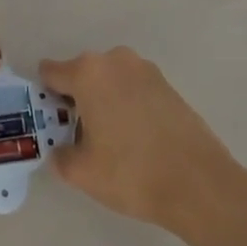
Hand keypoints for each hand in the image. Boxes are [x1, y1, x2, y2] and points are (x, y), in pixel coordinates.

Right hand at [41, 47, 246, 240]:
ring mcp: (145, 69)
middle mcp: (115, 60)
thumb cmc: (132, 173)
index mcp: (88, 72)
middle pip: (81, 74)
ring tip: (113, 139)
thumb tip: (60, 149)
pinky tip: (137, 138)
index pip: (50, 73)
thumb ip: (59, 155)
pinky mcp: (168, 84)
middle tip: (81, 136)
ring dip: (104, 100)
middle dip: (76, 98)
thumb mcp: (81, 172)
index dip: (46, 97)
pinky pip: (133, 88)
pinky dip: (128, 105)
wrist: (200, 185)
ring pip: (109, 80)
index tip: (52, 123)